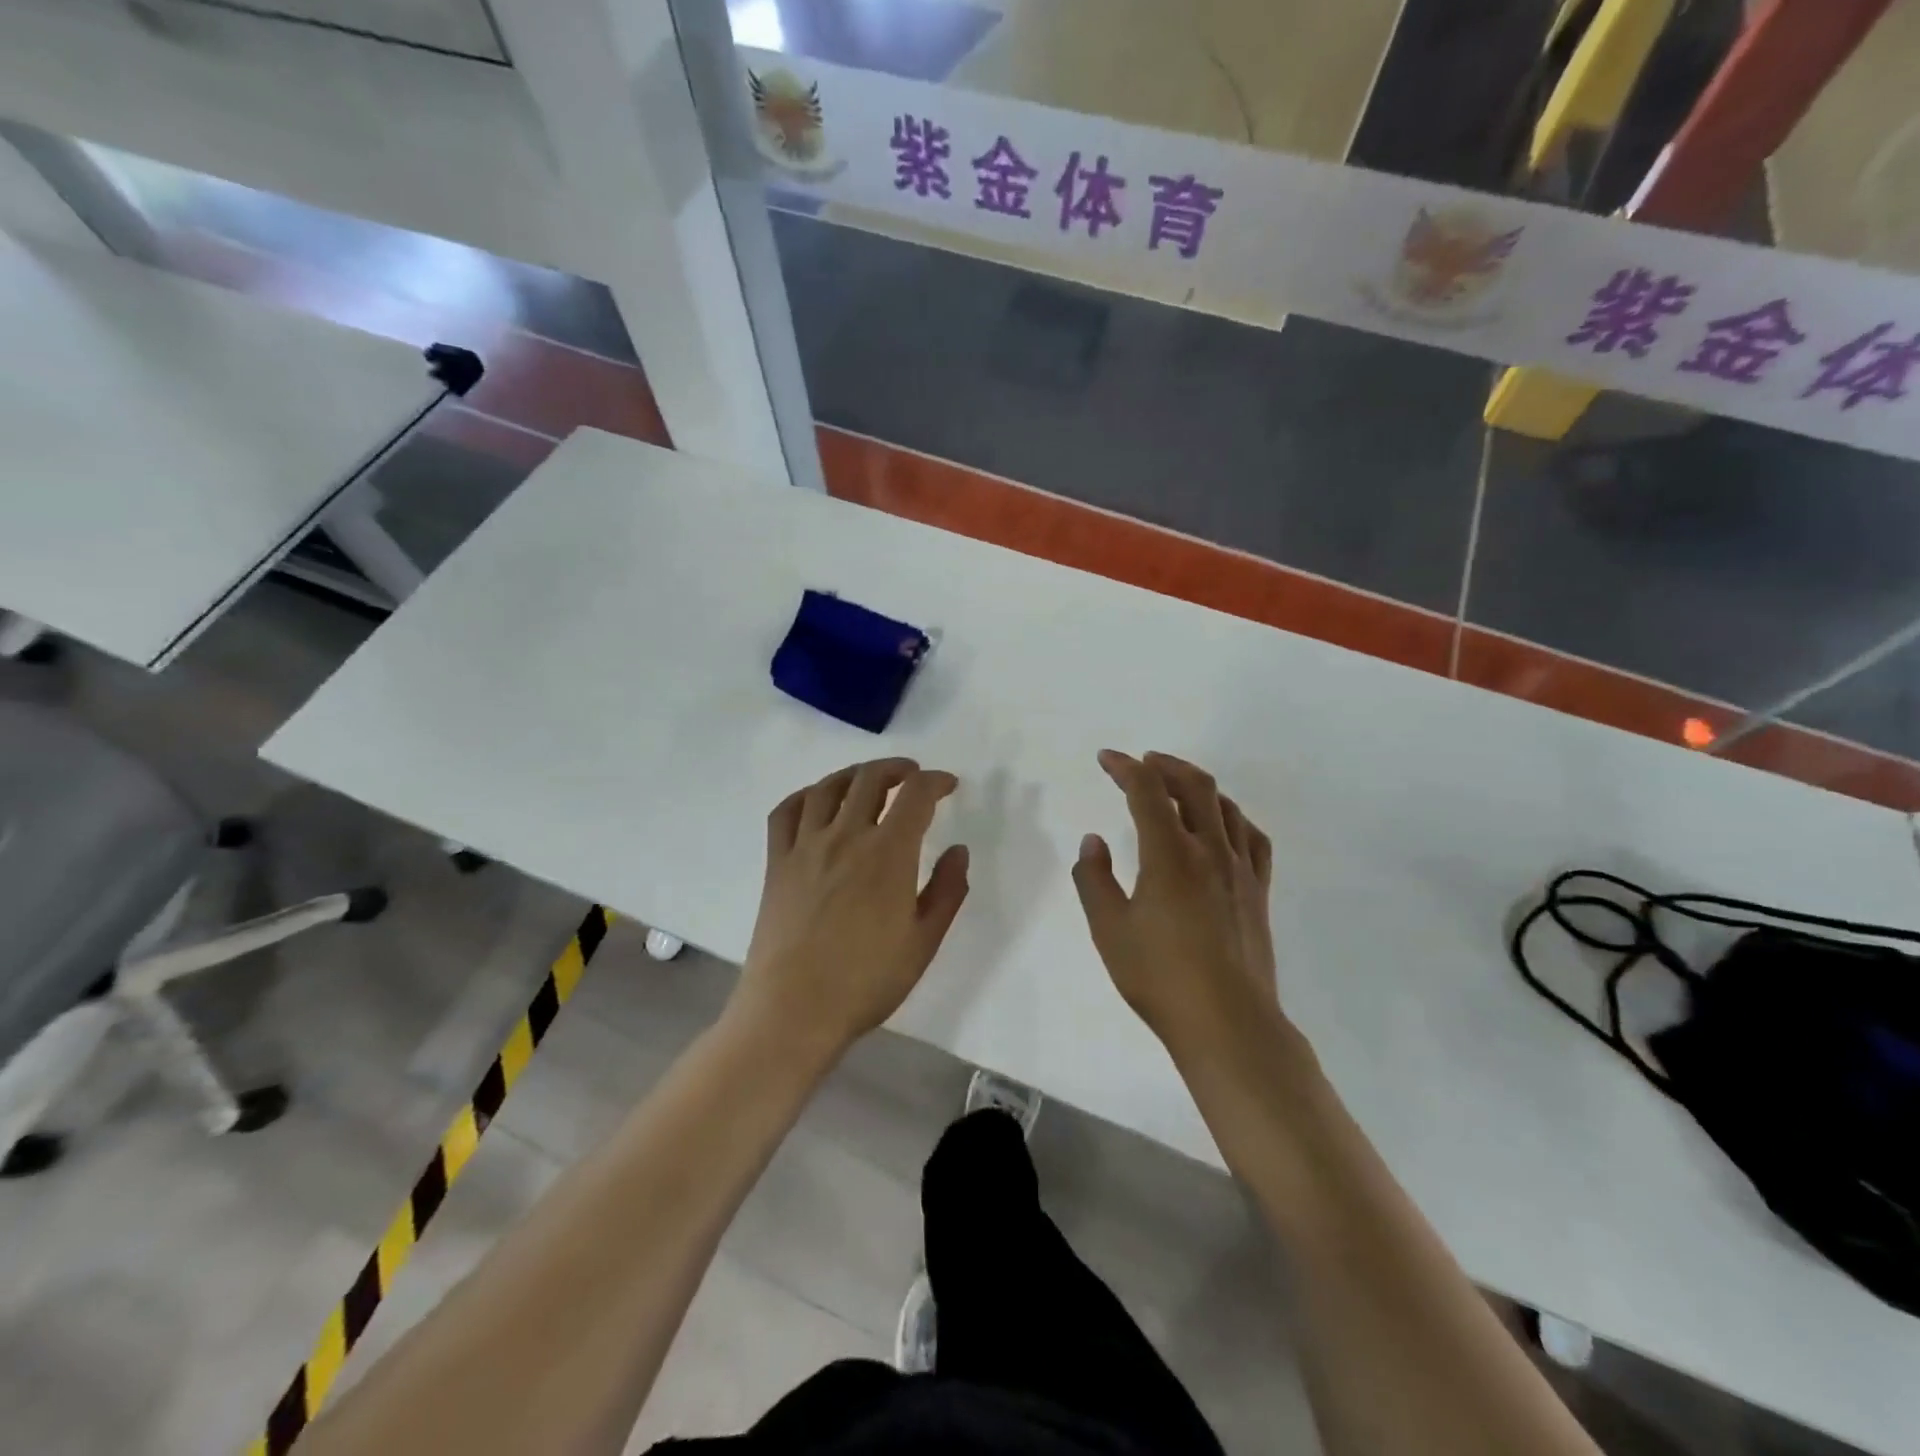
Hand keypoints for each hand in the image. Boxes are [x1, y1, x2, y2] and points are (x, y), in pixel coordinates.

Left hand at [732, 758, 970, 1058]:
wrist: (794, 1010)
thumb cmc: (866, 981)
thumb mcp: (924, 942)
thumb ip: (947, 890)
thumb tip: (958, 851)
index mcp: (888, 853)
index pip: (916, 795)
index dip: (936, 781)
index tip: (948, 785)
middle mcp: (846, 837)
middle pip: (870, 779)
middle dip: (897, 768)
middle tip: (912, 776)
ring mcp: (805, 847)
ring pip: (828, 788)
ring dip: (854, 774)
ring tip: (869, 780)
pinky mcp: (777, 863)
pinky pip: (786, 812)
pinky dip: (806, 795)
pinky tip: (817, 801)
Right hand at [1072, 751, 1278, 1060]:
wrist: (1227, 1023)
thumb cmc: (1159, 977)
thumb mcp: (1108, 930)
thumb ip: (1094, 879)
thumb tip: (1093, 841)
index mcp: (1169, 854)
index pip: (1147, 791)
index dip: (1125, 768)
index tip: (1106, 759)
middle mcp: (1209, 850)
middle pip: (1194, 786)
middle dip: (1165, 765)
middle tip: (1142, 763)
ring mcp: (1240, 870)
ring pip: (1225, 806)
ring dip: (1198, 785)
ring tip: (1177, 785)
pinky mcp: (1258, 892)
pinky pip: (1252, 837)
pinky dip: (1232, 817)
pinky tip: (1223, 825)